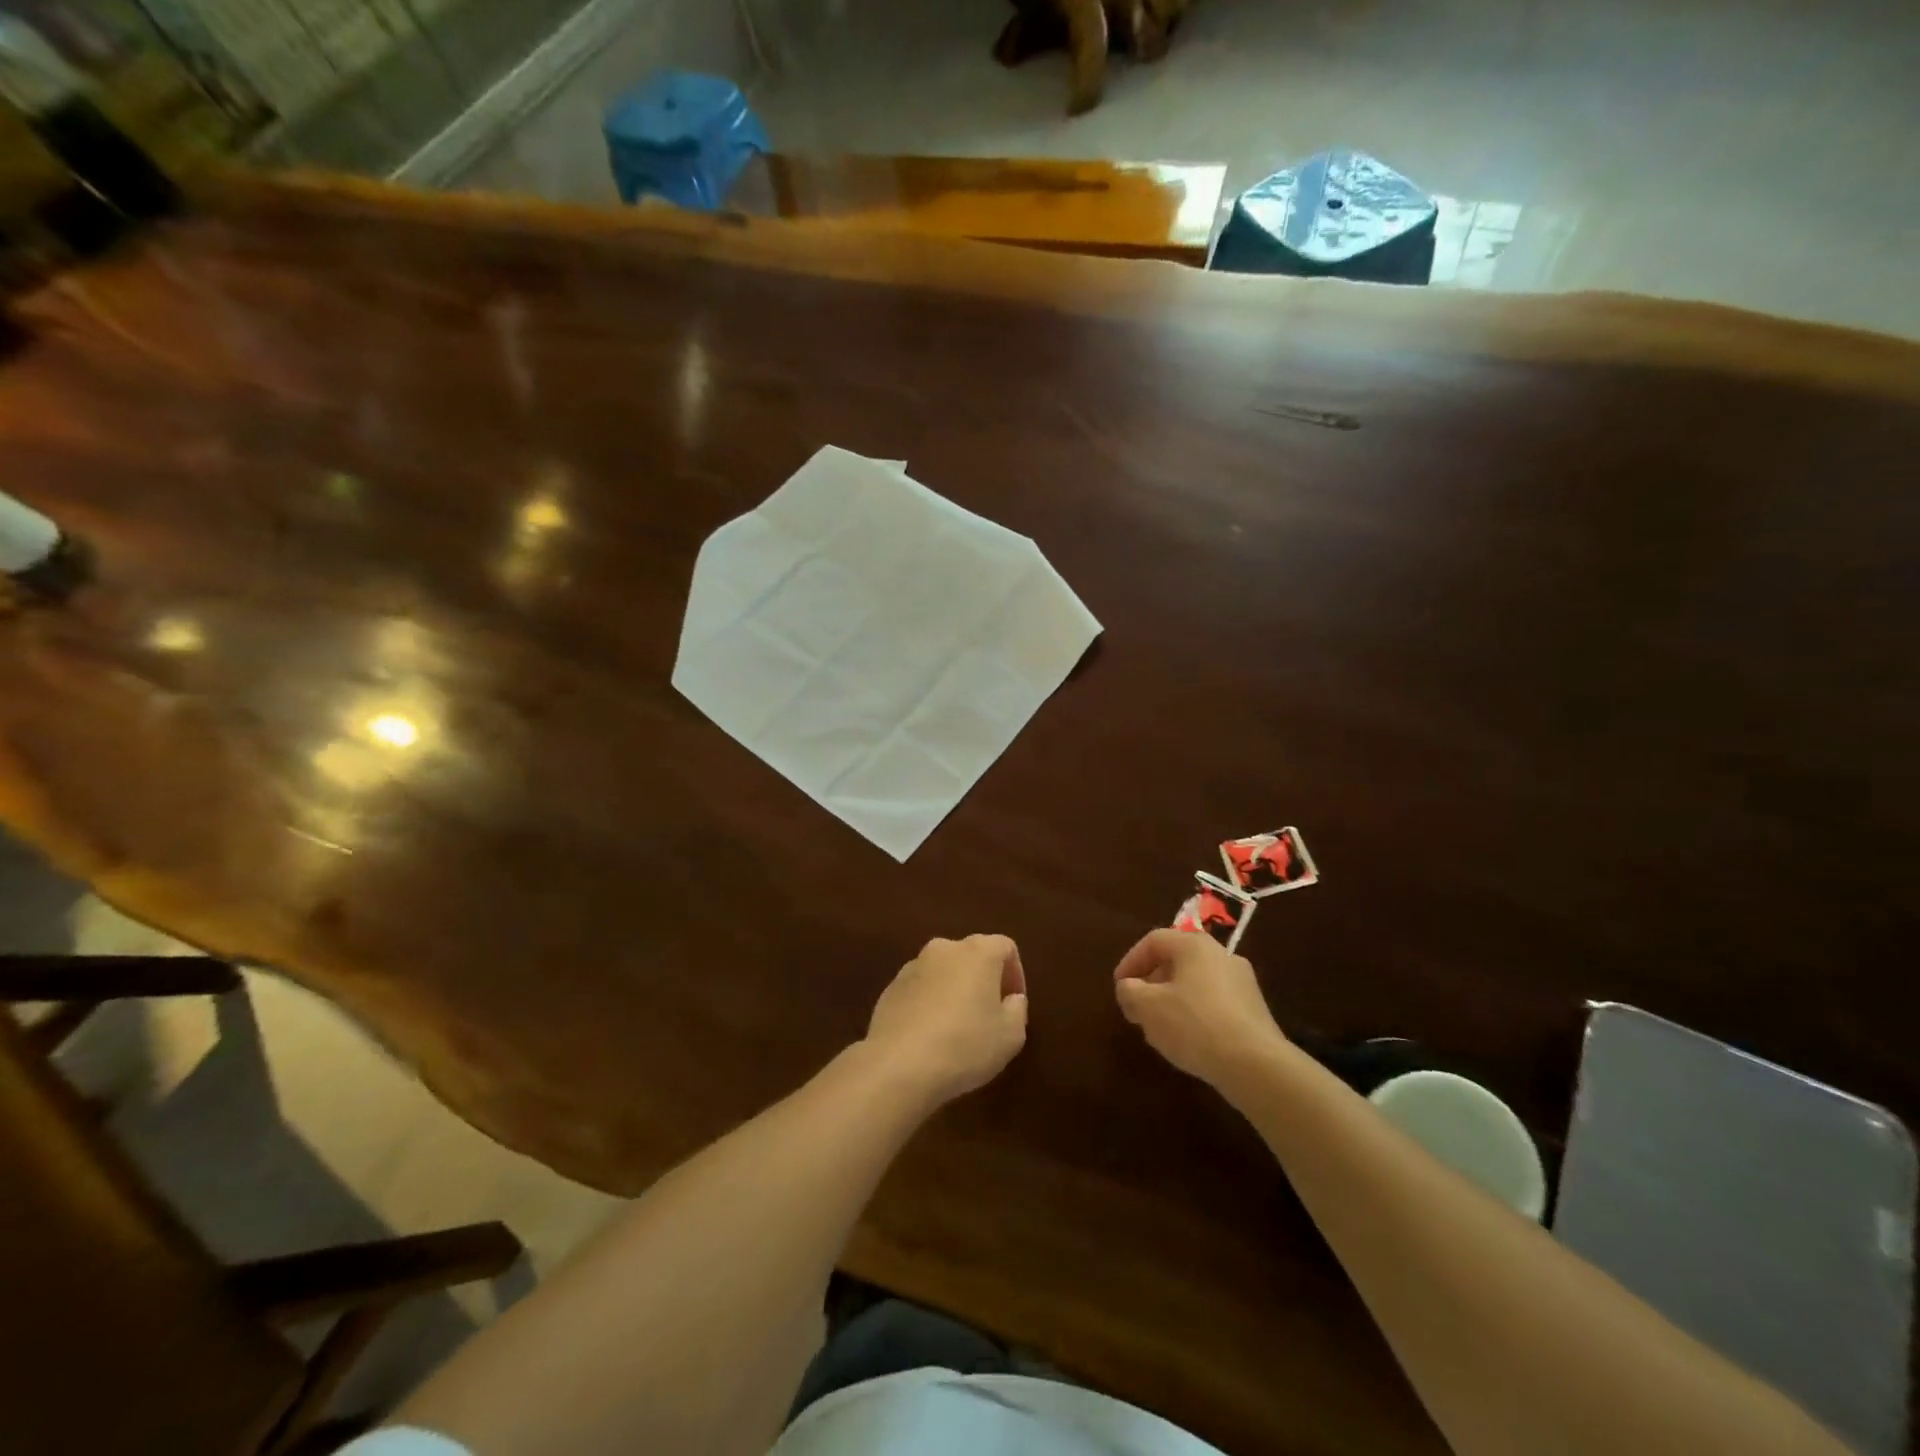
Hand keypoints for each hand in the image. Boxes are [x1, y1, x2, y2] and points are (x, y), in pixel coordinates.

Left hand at [863, 935, 1028, 1107]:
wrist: (898, 1065)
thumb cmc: (965, 1046)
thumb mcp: (1010, 1036)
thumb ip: (1017, 1010)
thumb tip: (1011, 999)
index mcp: (977, 952)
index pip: (1005, 947)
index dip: (1015, 974)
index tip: (1013, 1004)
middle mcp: (944, 949)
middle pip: (972, 956)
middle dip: (984, 980)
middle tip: (989, 1015)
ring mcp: (913, 966)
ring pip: (944, 972)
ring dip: (954, 991)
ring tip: (957, 1029)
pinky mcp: (890, 987)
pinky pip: (920, 989)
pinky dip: (929, 1003)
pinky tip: (930, 1036)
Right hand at [1113, 929, 1287, 1092]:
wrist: (1256, 1065)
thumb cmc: (1194, 1025)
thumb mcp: (1147, 1008)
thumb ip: (1129, 991)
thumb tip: (1129, 987)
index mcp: (1194, 945)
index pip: (1154, 941)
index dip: (1130, 961)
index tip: (1120, 986)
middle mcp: (1221, 955)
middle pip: (1177, 959)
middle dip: (1152, 981)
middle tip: (1138, 1005)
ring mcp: (1243, 982)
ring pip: (1196, 981)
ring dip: (1173, 998)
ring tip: (1160, 1025)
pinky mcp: (1254, 1009)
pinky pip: (1215, 1001)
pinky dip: (1195, 1012)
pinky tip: (1189, 1039)